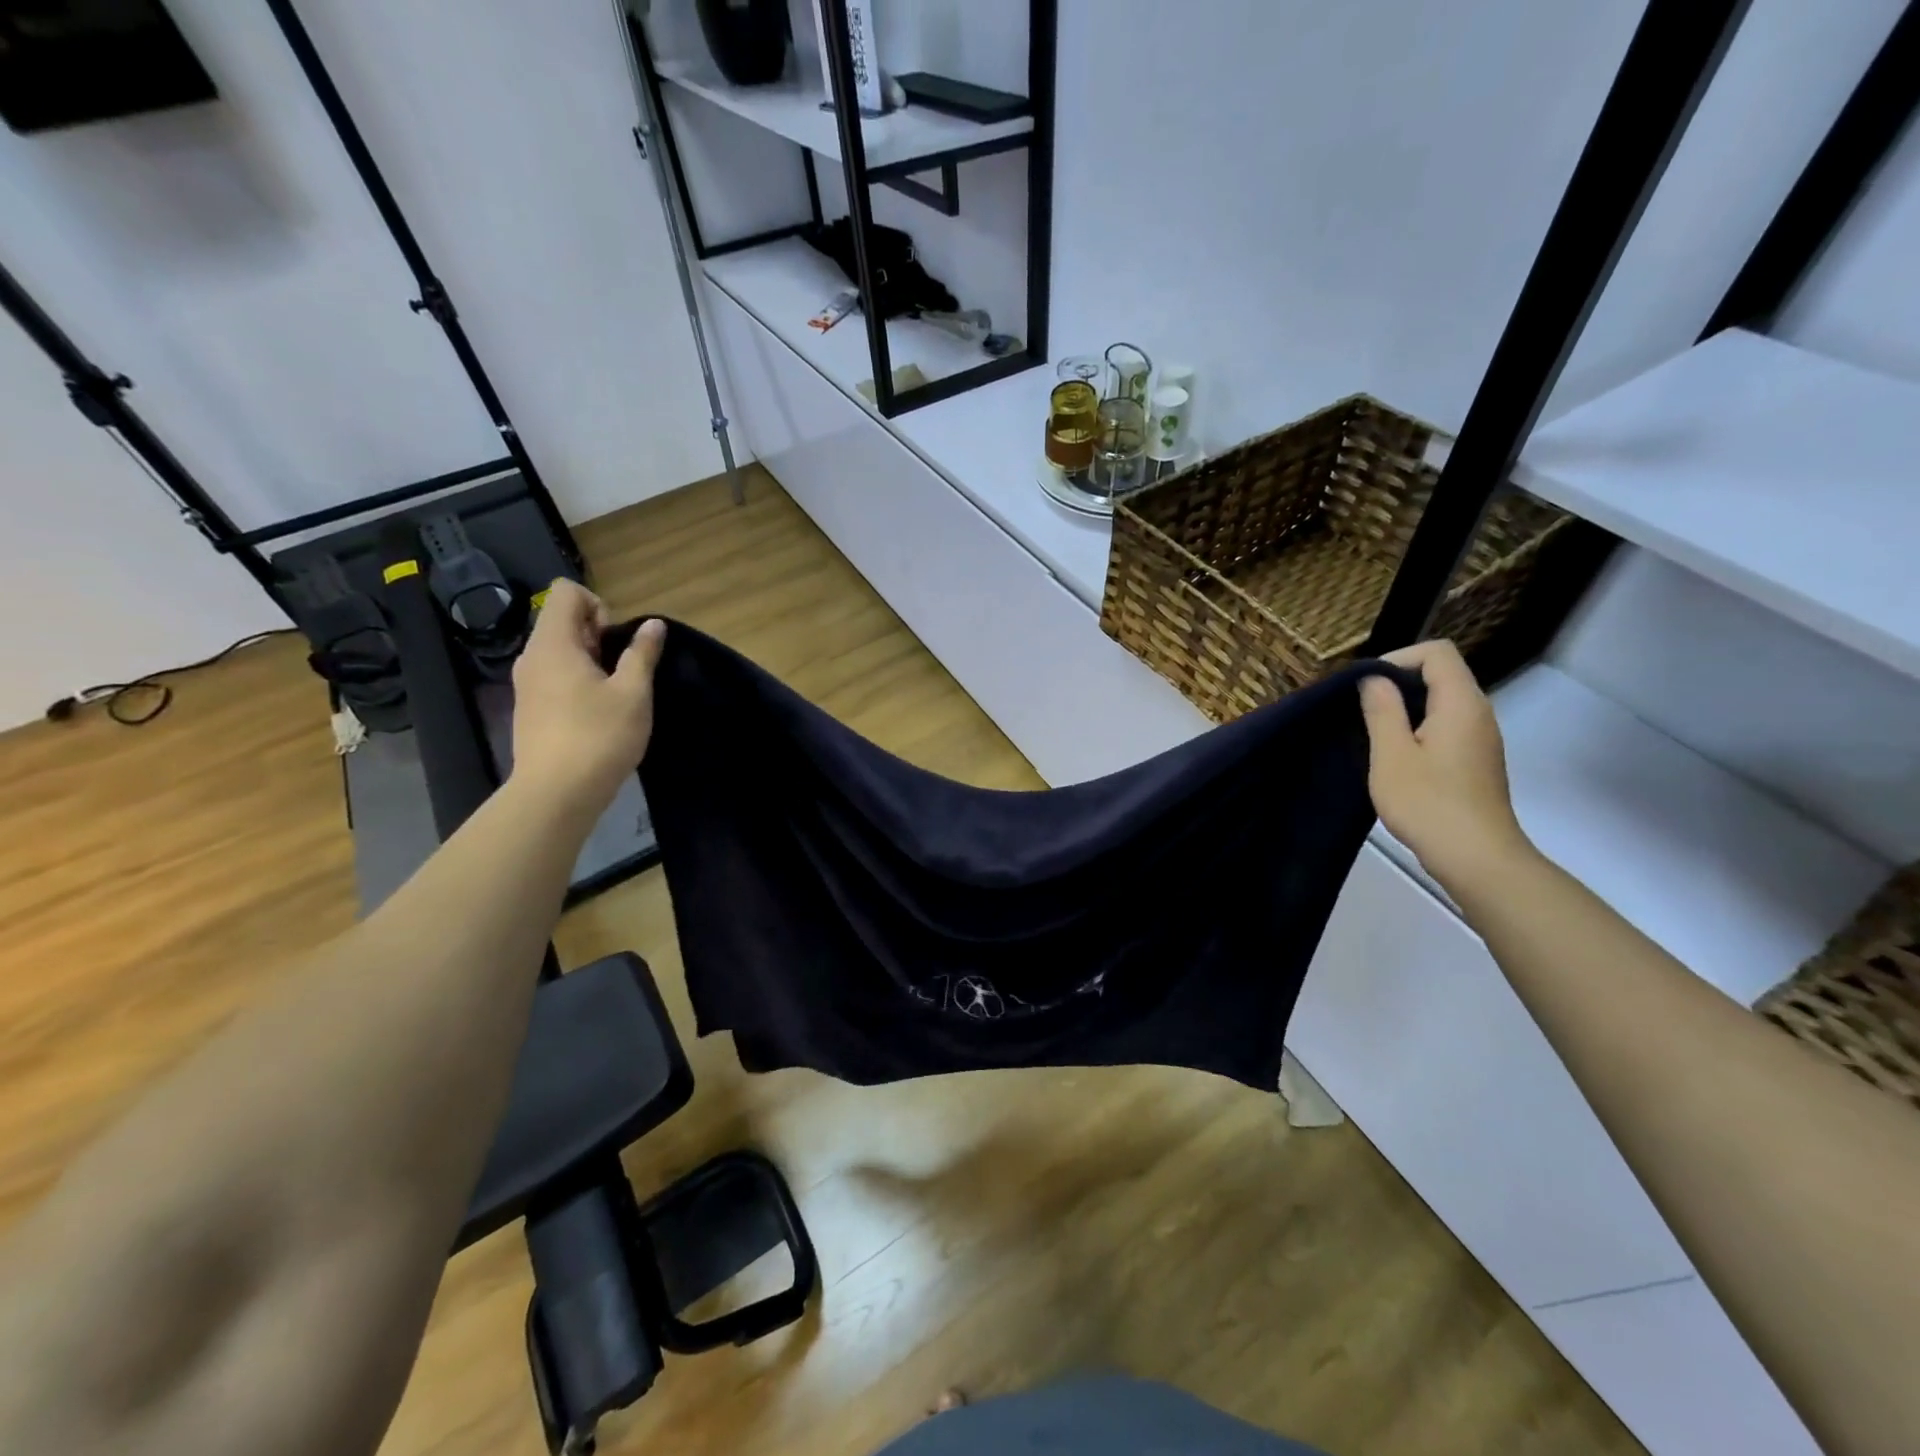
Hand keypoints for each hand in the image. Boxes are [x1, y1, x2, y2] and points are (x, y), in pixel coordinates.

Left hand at [508, 580, 665, 817]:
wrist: (557, 794)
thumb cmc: (599, 737)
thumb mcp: (633, 693)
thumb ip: (642, 653)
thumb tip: (653, 625)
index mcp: (554, 644)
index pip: (566, 592)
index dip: (598, 605)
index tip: (617, 641)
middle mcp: (532, 657)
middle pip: (563, 621)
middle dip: (598, 635)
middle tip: (623, 670)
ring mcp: (527, 684)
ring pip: (560, 651)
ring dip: (591, 661)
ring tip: (615, 694)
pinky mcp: (530, 709)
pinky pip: (554, 677)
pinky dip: (577, 682)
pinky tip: (598, 713)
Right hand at [1359, 639, 1532, 892]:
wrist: (1475, 857)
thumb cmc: (1428, 803)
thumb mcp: (1391, 754)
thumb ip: (1382, 710)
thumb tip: (1374, 679)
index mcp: (1460, 703)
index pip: (1437, 652)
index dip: (1398, 658)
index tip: (1366, 686)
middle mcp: (1478, 713)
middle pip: (1441, 674)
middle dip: (1397, 683)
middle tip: (1360, 709)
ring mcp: (1480, 738)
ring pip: (1442, 702)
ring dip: (1405, 708)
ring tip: (1371, 732)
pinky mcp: (1475, 761)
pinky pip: (1445, 726)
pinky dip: (1417, 729)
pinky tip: (1394, 756)